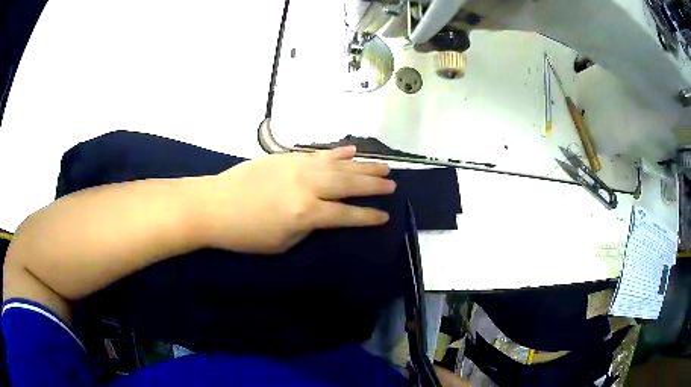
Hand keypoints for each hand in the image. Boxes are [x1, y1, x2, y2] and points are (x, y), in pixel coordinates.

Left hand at [196, 146, 395, 253]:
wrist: (214, 205)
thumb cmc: (245, 234)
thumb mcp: (282, 243)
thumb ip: (309, 227)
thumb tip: (325, 216)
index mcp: (306, 213)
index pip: (346, 215)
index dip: (368, 216)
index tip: (385, 215)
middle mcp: (307, 187)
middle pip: (348, 184)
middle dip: (373, 185)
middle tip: (392, 185)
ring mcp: (297, 167)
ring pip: (338, 165)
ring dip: (363, 166)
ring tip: (383, 167)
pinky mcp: (287, 157)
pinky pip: (318, 154)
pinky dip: (337, 152)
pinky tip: (351, 150)